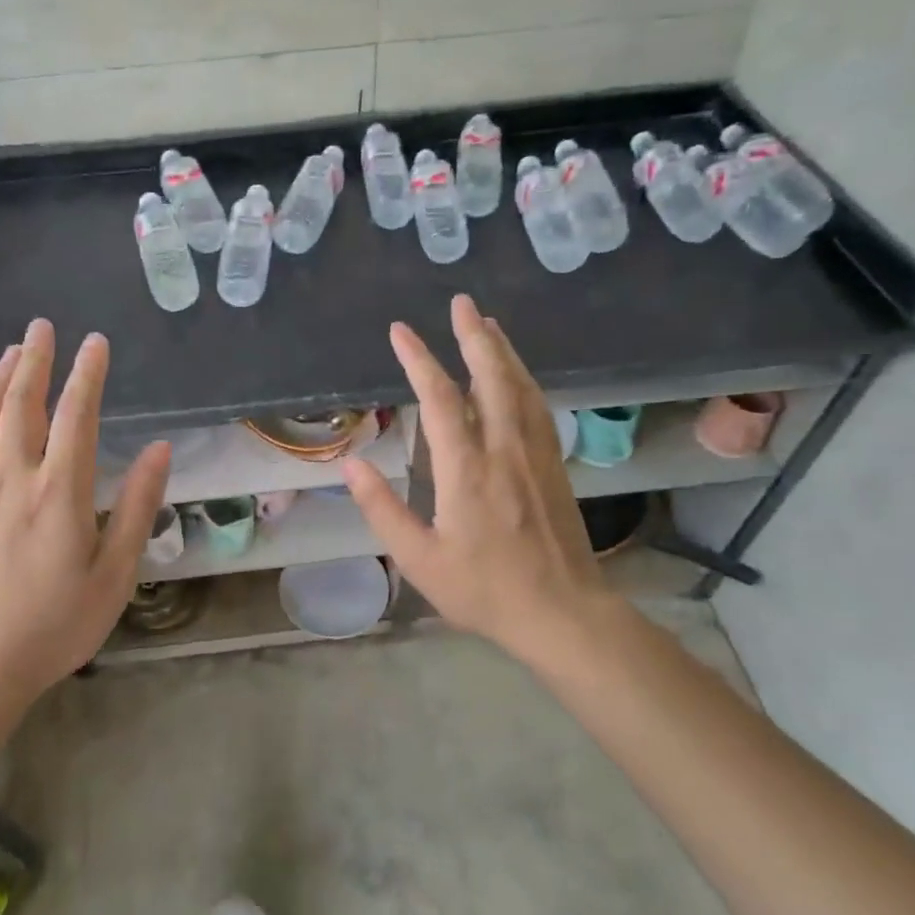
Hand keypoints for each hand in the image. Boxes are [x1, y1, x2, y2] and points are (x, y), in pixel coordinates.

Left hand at [0, 319, 169, 706]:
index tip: (96, 342)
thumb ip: (137, 507)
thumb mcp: (114, 573)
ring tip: (10, 351)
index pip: (76, 415)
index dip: (87, 374)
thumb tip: (159, 450)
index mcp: (59, 492)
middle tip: (42, 326)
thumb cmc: (56, 623)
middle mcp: (14, 479)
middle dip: (34, 360)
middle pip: (21, 403)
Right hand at [343, 294, 612, 666]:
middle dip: (473, 336)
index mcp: (467, 470)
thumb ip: (383, 509)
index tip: (400, 331)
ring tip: (487, 323)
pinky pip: (538, 407)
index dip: (419, 360)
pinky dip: (524, 380)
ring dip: (502, 351)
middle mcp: (504, 449)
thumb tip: (351, 464)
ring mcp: (536, 454)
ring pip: (520, 387)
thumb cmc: (484, 590)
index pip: (440, 399)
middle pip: (491, 378)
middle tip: (461, 302)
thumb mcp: (419, 559)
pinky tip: (517, 375)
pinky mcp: (554, 465)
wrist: (563, 612)